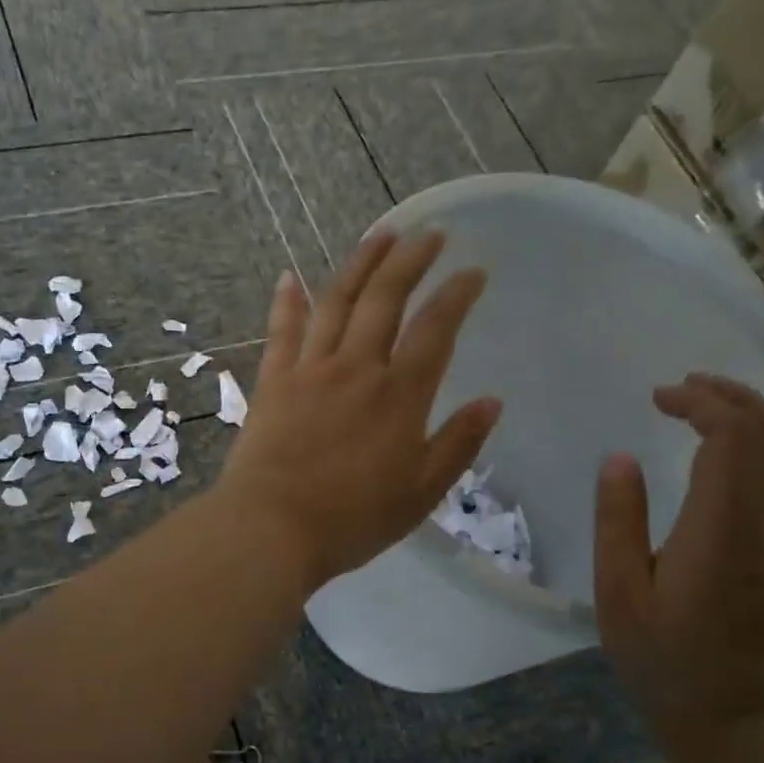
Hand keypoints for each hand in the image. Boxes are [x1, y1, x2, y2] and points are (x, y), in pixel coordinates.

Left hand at [218, 232, 502, 589]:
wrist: (272, 528)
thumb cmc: (352, 520)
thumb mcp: (420, 493)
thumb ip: (457, 445)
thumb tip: (491, 402)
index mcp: (399, 396)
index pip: (435, 329)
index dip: (457, 294)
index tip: (473, 271)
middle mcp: (357, 368)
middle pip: (386, 298)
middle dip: (411, 259)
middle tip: (430, 234)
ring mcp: (310, 370)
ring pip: (337, 301)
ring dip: (360, 263)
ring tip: (379, 235)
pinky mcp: (273, 382)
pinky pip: (282, 331)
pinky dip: (288, 301)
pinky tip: (290, 276)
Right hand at [594, 373, 763, 741]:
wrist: (732, 716)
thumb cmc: (662, 658)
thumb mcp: (619, 593)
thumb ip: (618, 521)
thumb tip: (619, 459)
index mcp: (722, 530)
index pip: (733, 438)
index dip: (700, 403)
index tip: (658, 398)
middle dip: (730, 397)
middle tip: (681, 388)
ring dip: (759, 417)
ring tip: (712, 407)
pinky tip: (749, 452)